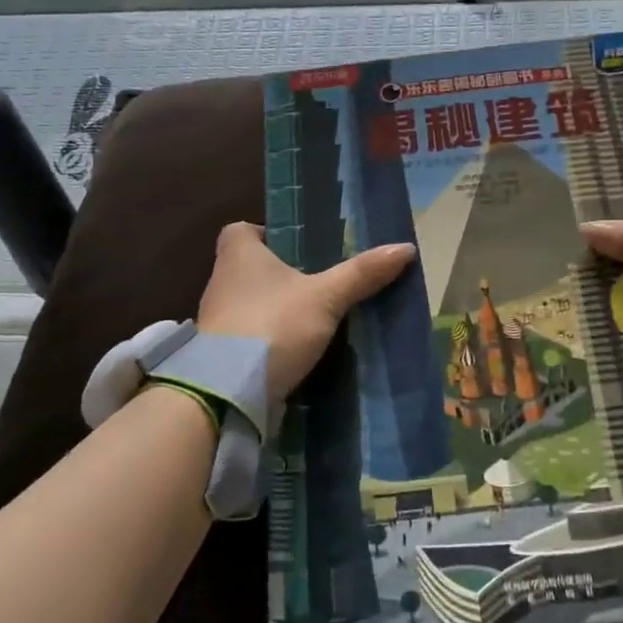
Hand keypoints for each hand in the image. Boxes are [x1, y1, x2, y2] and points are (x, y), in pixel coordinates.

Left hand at [196, 222, 417, 404]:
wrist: (227, 393)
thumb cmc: (273, 325)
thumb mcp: (325, 297)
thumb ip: (361, 273)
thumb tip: (405, 247)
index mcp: (238, 255)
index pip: (242, 230)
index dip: (266, 233)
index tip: (297, 247)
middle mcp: (221, 282)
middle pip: (249, 267)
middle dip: (280, 273)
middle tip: (318, 281)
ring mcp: (217, 321)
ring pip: (250, 303)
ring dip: (276, 308)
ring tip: (315, 317)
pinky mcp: (221, 355)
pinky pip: (250, 336)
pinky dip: (270, 339)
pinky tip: (298, 349)